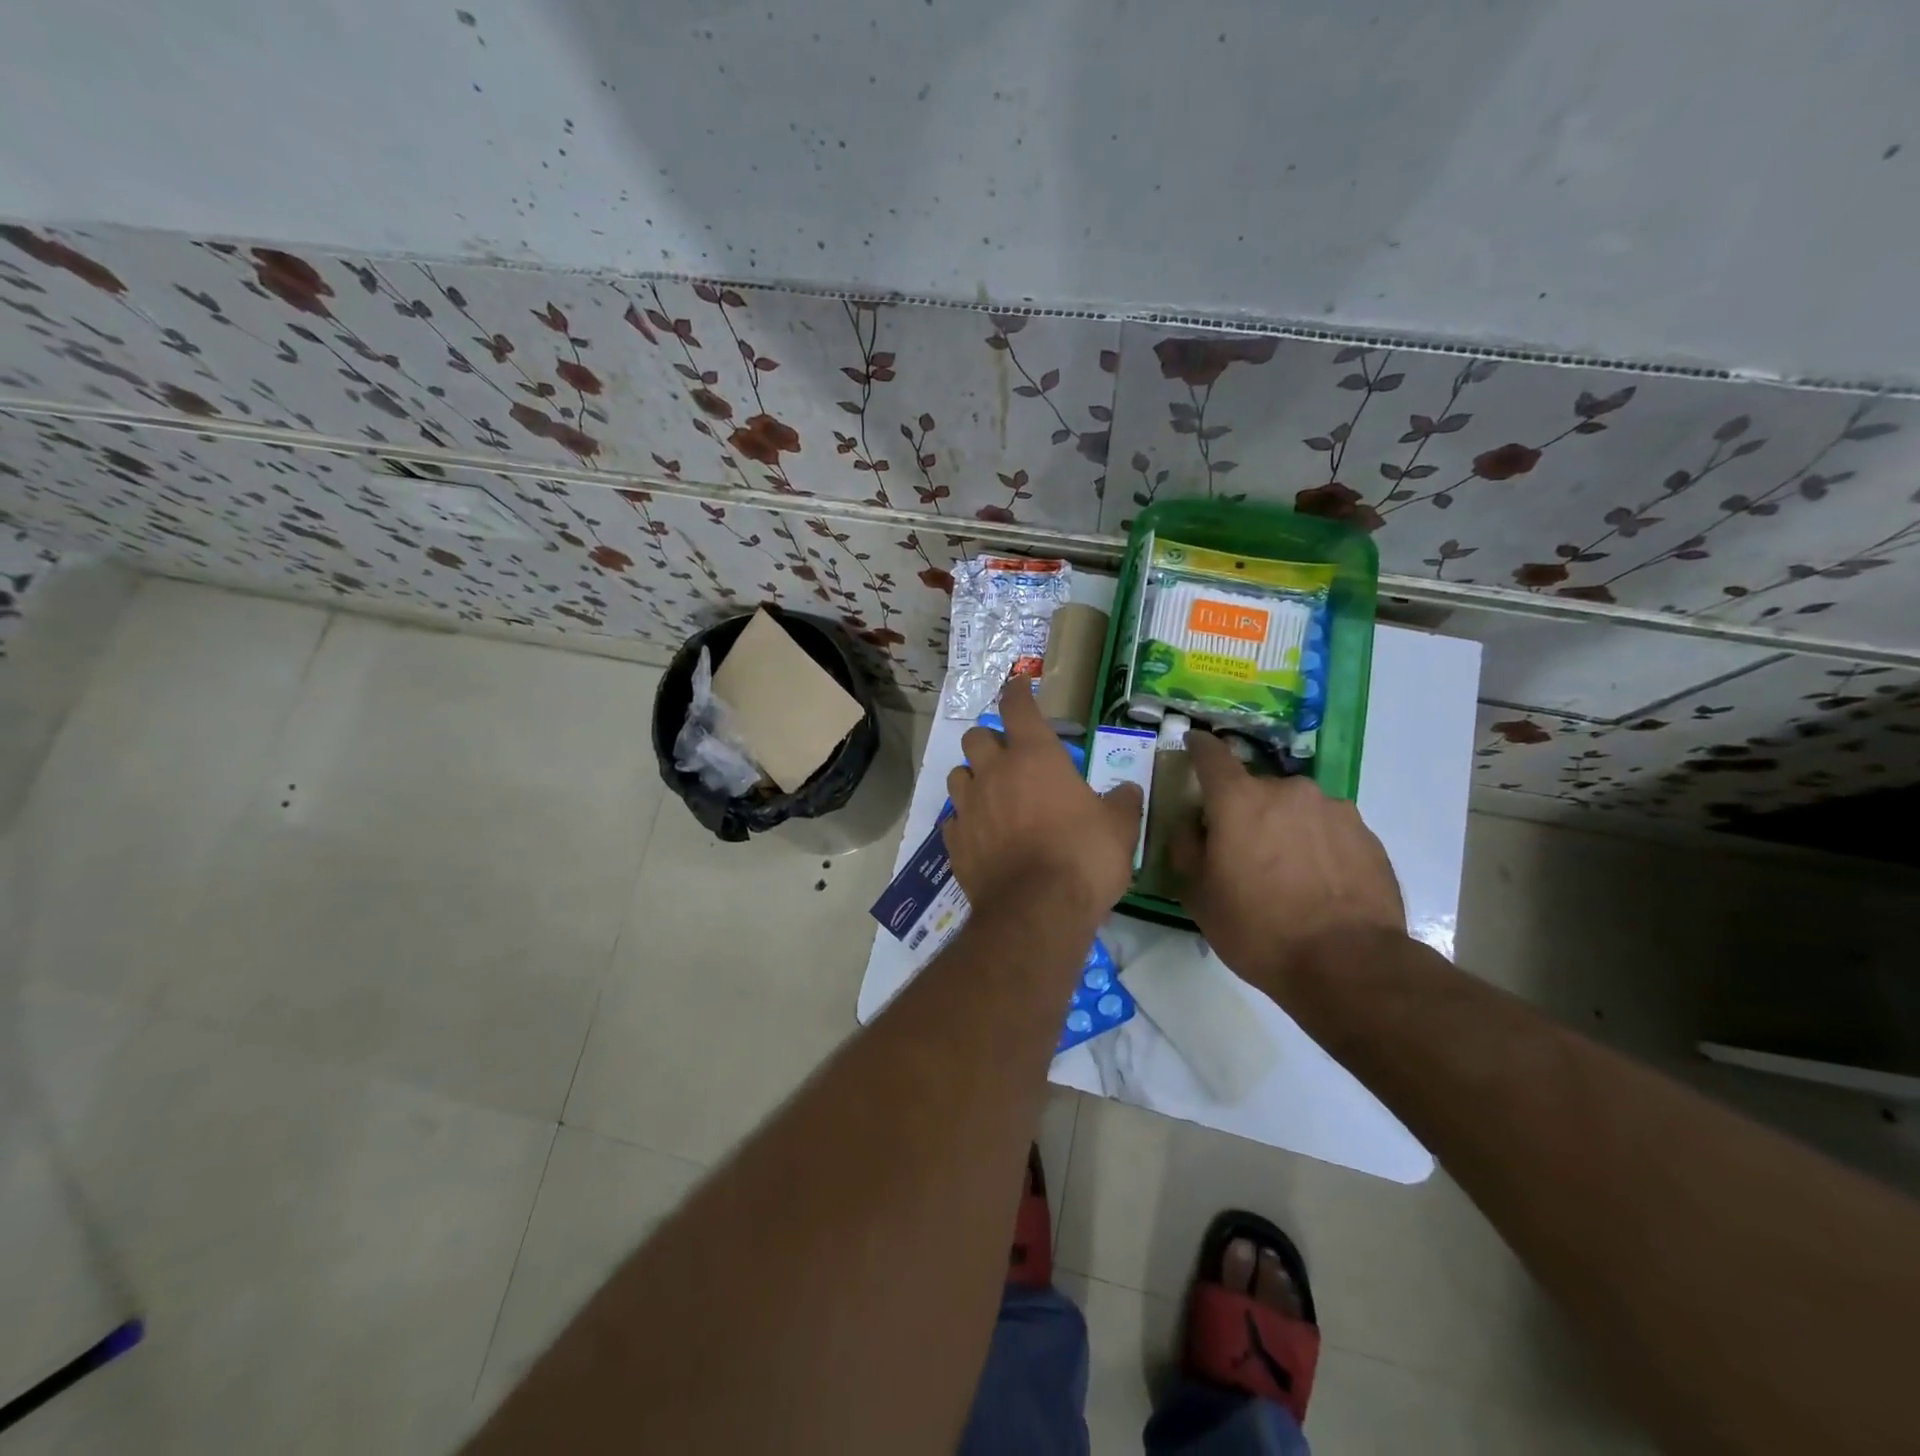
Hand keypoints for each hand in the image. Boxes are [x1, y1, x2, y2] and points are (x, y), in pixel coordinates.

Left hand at [944, 677, 1144, 920]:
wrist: (1037, 911)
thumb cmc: (1083, 857)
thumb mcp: (1118, 829)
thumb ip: (1122, 803)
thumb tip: (1129, 791)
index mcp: (1035, 757)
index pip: (1017, 707)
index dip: (1017, 691)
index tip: (1018, 685)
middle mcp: (994, 773)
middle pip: (975, 737)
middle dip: (989, 740)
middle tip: (1008, 756)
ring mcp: (969, 807)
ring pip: (957, 775)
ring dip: (972, 777)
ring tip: (990, 794)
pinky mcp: (954, 842)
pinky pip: (953, 820)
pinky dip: (965, 821)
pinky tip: (980, 835)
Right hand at [1173, 731, 1404, 993]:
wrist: (1349, 964)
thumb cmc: (1258, 929)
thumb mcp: (1199, 896)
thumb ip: (1186, 849)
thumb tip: (1188, 825)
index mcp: (1239, 800)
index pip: (1211, 755)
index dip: (1198, 746)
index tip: (1192, 742)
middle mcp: (1287, 790)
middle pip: (1255, 789)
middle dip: (1244, 810)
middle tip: (1241, 850)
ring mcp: (1333, 809)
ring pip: (1295, 808)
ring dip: (1283, 827)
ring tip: (1286, 873)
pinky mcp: (1366, 834)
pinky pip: (1328, 829)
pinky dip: (1316, 845)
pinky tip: (1318, 883)